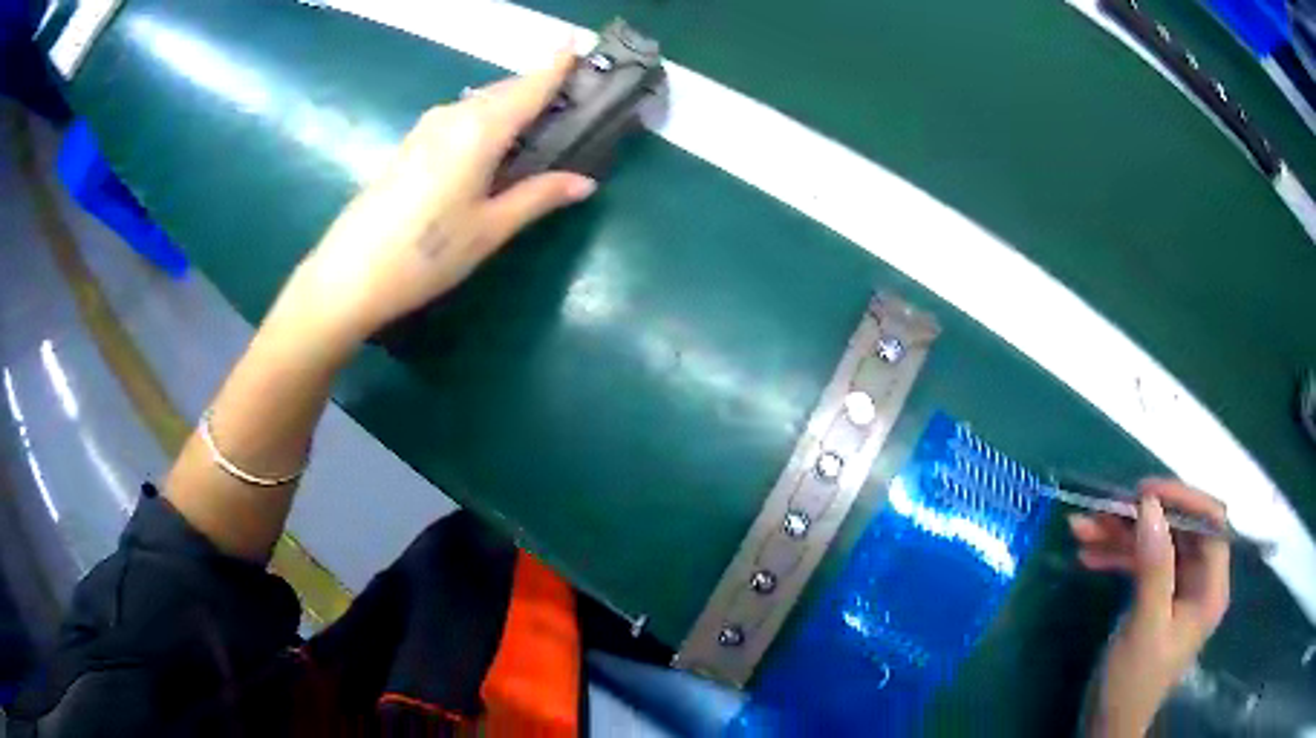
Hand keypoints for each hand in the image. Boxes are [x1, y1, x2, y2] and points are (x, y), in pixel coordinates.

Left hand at [280, 48, 595, 347]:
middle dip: (537, 88)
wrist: (349, 276)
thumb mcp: (489, 229)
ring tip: (537, 127)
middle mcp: (453, 116)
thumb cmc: (426, 254)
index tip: (577, 43)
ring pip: (480, 104)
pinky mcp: (409, 145)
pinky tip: (491, 147)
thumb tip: (585, 181)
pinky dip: (485, 121)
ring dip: (510, 106)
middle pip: (505, 91)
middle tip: (570, 100)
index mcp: (480, 129)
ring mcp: (426, 129)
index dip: (556, 65)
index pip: (529, 86)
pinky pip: (459, 119)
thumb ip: (538, 197)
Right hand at [1069, 479, 1230, 736]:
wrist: (1107, 726)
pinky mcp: (1156, 597)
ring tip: (1082, 529)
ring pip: (1156, 543)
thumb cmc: (1133, 684)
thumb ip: (1154, 568)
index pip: (1210, 523)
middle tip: (1104, 508)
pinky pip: (1141, 563)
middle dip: (1142, 517)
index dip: (1183, 499)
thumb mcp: (1144, 627)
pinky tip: (1088, 554)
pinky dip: (1116, 555)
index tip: (1144, 492)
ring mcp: (1177, 588)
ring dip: (1121, 535)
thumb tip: (1150, 506)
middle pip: (1179, 529)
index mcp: (1210, 586)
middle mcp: (1199, 579)